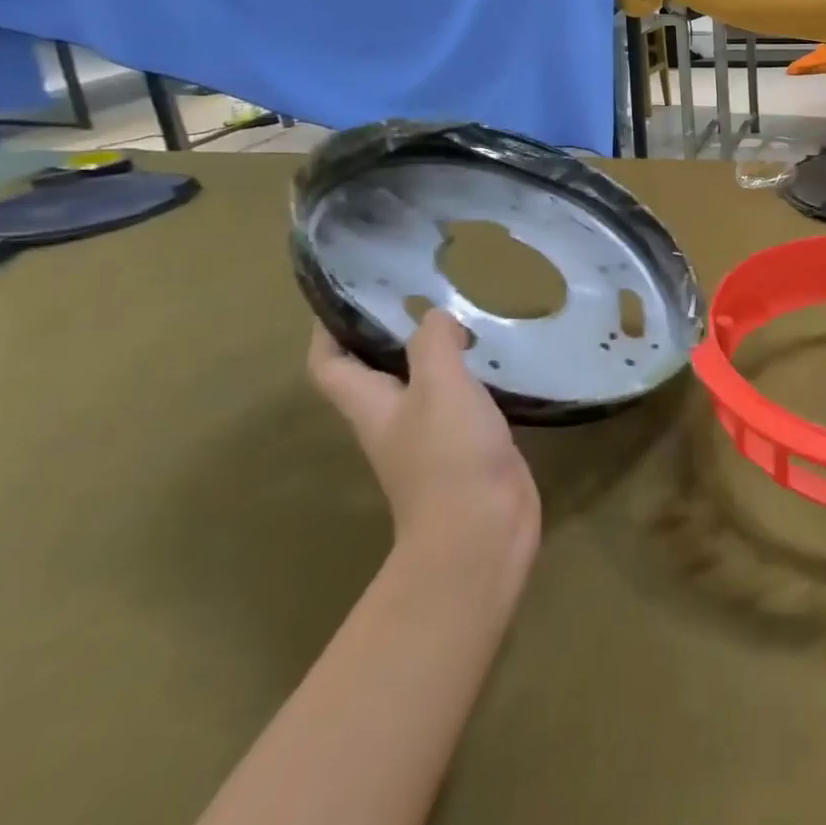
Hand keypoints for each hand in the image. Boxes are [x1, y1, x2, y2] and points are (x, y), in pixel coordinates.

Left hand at [308, 312, 540, 587]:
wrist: (482, 530)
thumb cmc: (449, 456)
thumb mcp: (439, 386)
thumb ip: (434, 344)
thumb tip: (436, 317)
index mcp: (371, 406)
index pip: (330, 364)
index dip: (329, 330)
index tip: (349, 293)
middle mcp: (394, 420)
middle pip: (376, 372)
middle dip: (391, 334)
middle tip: (422, 294)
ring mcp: (432, 437)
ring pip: (424, 385)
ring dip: (437, 354)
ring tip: (464, 318)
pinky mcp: (468, 448)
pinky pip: (463, 402)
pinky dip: (473, 377)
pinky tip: (496, 360)